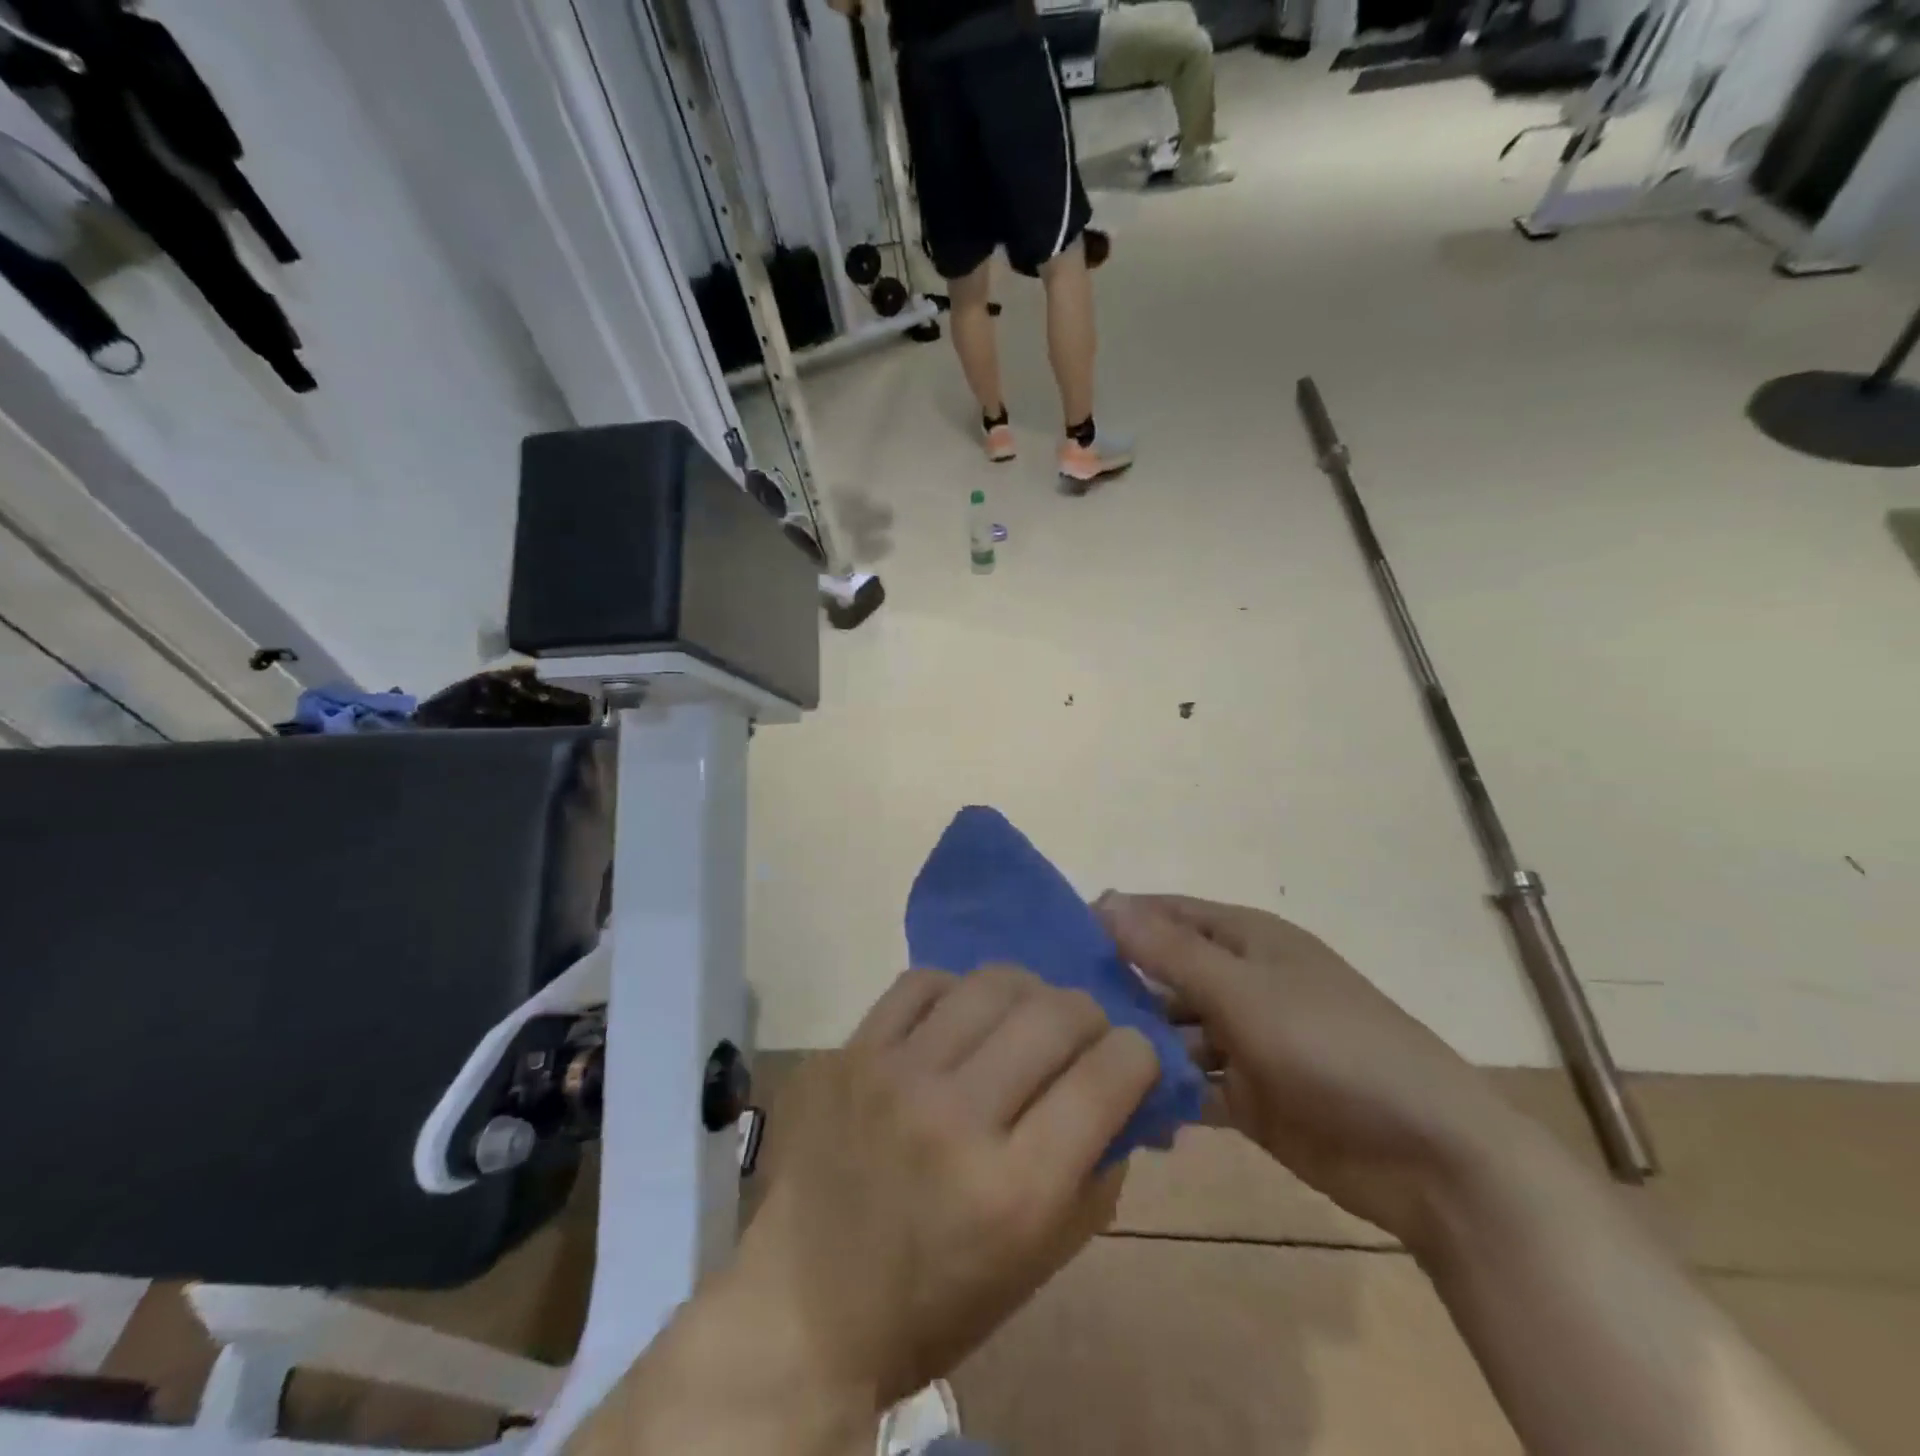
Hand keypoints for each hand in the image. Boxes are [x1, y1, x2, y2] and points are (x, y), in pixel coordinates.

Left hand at [734, 966, 1158, 1415]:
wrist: (805, 1309)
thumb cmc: (937, 1302)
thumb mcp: (1040, 1262)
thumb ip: (1096, 1171)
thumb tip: (1124, 1090)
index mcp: (1015, 1190)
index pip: (1108, 1075)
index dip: (1137, 1054)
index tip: (1132, 1057)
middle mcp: (956, 1117)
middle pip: (1054, 1013)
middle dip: (1089, 1016)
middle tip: (1082, 1035)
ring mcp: (895, 1075)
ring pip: (991, 983)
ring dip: (1028, 994)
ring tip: (1022, 1018)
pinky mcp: (849, 1053)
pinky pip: (921, 984)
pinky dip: (955, 991)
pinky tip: (957, 1018)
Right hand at [1097, 893, 1524, 1251]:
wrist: (1429, 1155)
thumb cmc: (1331, 1046)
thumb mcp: (1242, 990)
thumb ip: (1169, 950)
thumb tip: (1105, 900)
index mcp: (1246, 940)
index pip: (1167, 914)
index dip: (1118, 919)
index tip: (1058, 938)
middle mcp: (1242, 982)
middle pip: (1166, 973)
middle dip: (1119, 985)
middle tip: (1056, 1006)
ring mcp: (1246, 1041)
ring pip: (1174, 1030)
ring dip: (1138, 1041)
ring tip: (1079, 1058)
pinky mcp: (1251, 1096)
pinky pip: (1192, 1084)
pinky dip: (1164, 1091)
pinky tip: (1121, 1102)